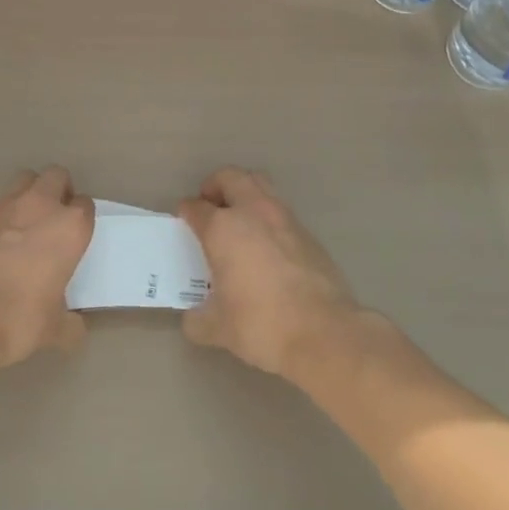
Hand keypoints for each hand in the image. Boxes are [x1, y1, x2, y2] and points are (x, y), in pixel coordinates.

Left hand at [0, 167, 92, 368]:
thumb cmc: (20, 318)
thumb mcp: (54, 329)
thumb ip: (70, 324)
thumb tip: (75, 329)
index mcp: (70, 227)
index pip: (85, 205)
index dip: (81, 218)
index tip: (76, 235)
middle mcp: (40, 207)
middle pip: (56, 176)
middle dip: (58, 189)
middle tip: (54, 216)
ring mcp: (5, 207)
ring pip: (24, 179)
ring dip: (29, 193)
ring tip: (25, 221)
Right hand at [179, 168, 362, 379]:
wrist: (324, 332)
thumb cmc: (261, 324)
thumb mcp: (218, 328)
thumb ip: (198, 319)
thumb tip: (194, 318)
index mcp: (223, 228)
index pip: (196, 207)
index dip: (186, 211)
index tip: (185, 219)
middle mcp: (252, 212)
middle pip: (230, 177)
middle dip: (215, 186)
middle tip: (210, 206)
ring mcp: (284, 218)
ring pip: (259, 185)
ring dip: (245, 193)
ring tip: (239, 220)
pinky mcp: (307, 232)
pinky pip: (280, 210)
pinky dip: (267, 216)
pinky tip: (267, 244)